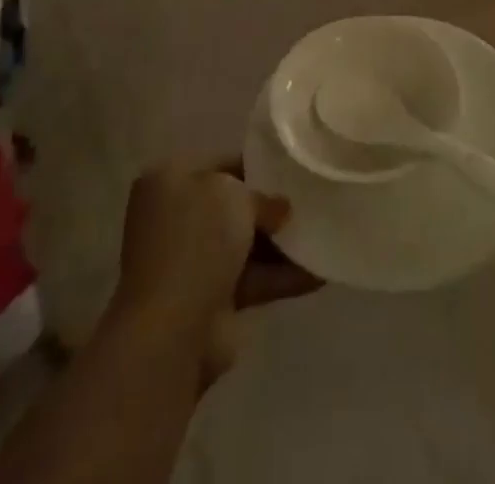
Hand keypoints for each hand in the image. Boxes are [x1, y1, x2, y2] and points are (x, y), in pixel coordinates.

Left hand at [114, 162, 320, 383]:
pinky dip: (281, 275)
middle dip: (270, 206)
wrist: (171, 331)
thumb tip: (280, 209)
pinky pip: (252, 279)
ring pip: (244, 244)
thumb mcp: (234, 195)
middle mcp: (175, 217)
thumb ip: (262, 195)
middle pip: (233, 205)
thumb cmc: (197, 241)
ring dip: (281, 243)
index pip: (222, 163)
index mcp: (169, 179)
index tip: (293, 167)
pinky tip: (320, 271)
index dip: (259, 164)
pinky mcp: (208, 300)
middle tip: (312, 198)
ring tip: (325, 231)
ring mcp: (190, 262)